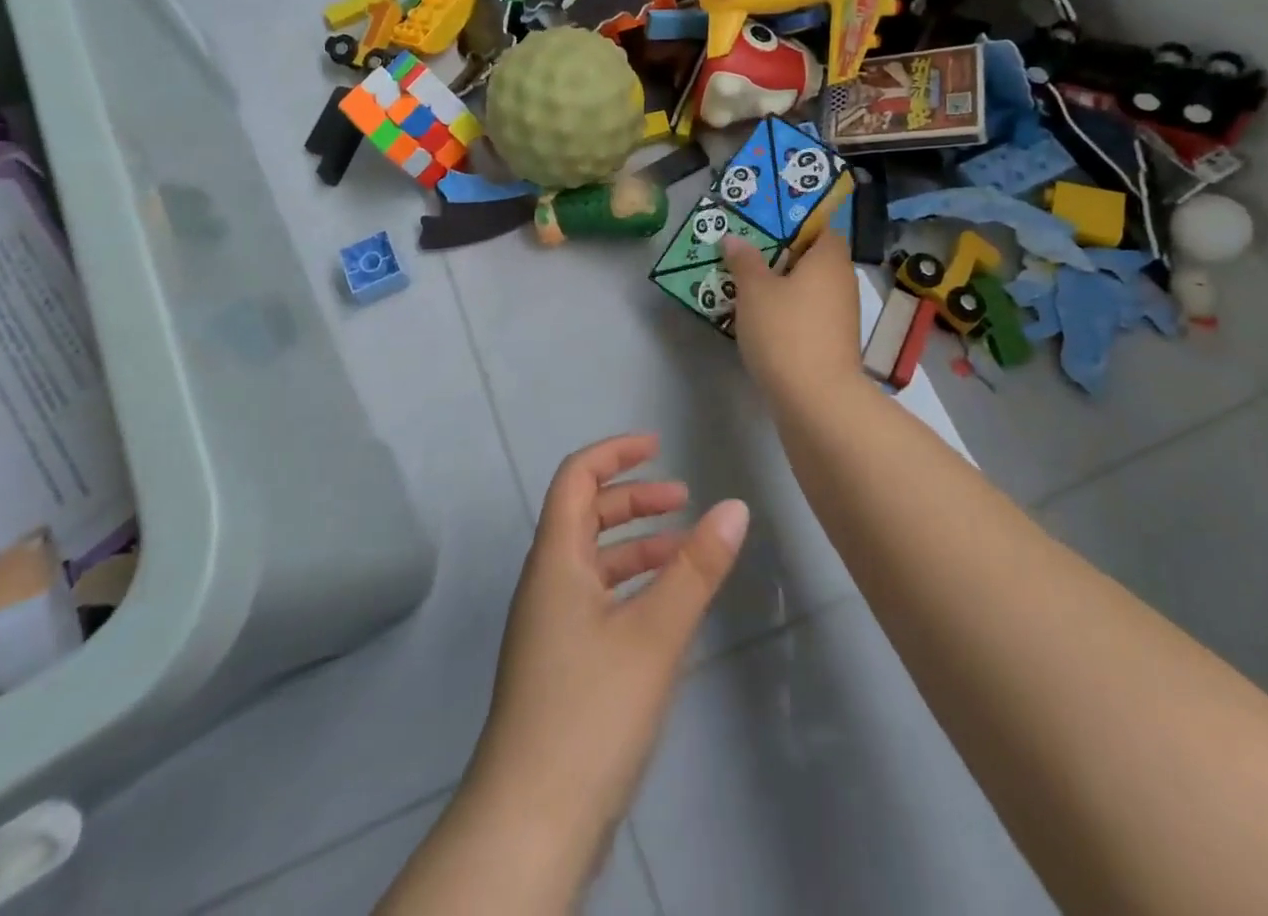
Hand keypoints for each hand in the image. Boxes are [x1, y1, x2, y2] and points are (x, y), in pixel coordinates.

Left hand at [465, 435, 749, 874]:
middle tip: (684, 500)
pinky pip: (597, 599)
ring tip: (686, 551)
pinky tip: (666, 609)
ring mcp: (549, 625)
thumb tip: (735, 507)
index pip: (577, 477)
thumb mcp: (655, 632)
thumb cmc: (590, 710)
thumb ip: (697, 568)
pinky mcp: (560, 664)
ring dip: (637, 545)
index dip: (614, 453)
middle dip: (634, 499)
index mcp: (556, 559)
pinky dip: (631, 587)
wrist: (531, 822)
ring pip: (594, 561)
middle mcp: (547, 582)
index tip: (657, 445)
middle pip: (586, 515)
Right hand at [723, 229, 862, 405]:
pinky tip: (760, 321)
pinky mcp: (833, 344)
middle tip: (744, 256)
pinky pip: (808, 316)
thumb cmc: (785, 331)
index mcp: (829, 259)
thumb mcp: (754, 291)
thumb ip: (744, 261)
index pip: (820, 228)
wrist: (816, 400)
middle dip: (780, 257)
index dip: (793, 225)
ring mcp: (841, 316)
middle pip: (812, 259)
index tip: (762, 228)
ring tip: (744, 287)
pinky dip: (788, 314)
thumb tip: (734, 238)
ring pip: (808, 290)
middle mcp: (842, 282)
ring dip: (782, 288)